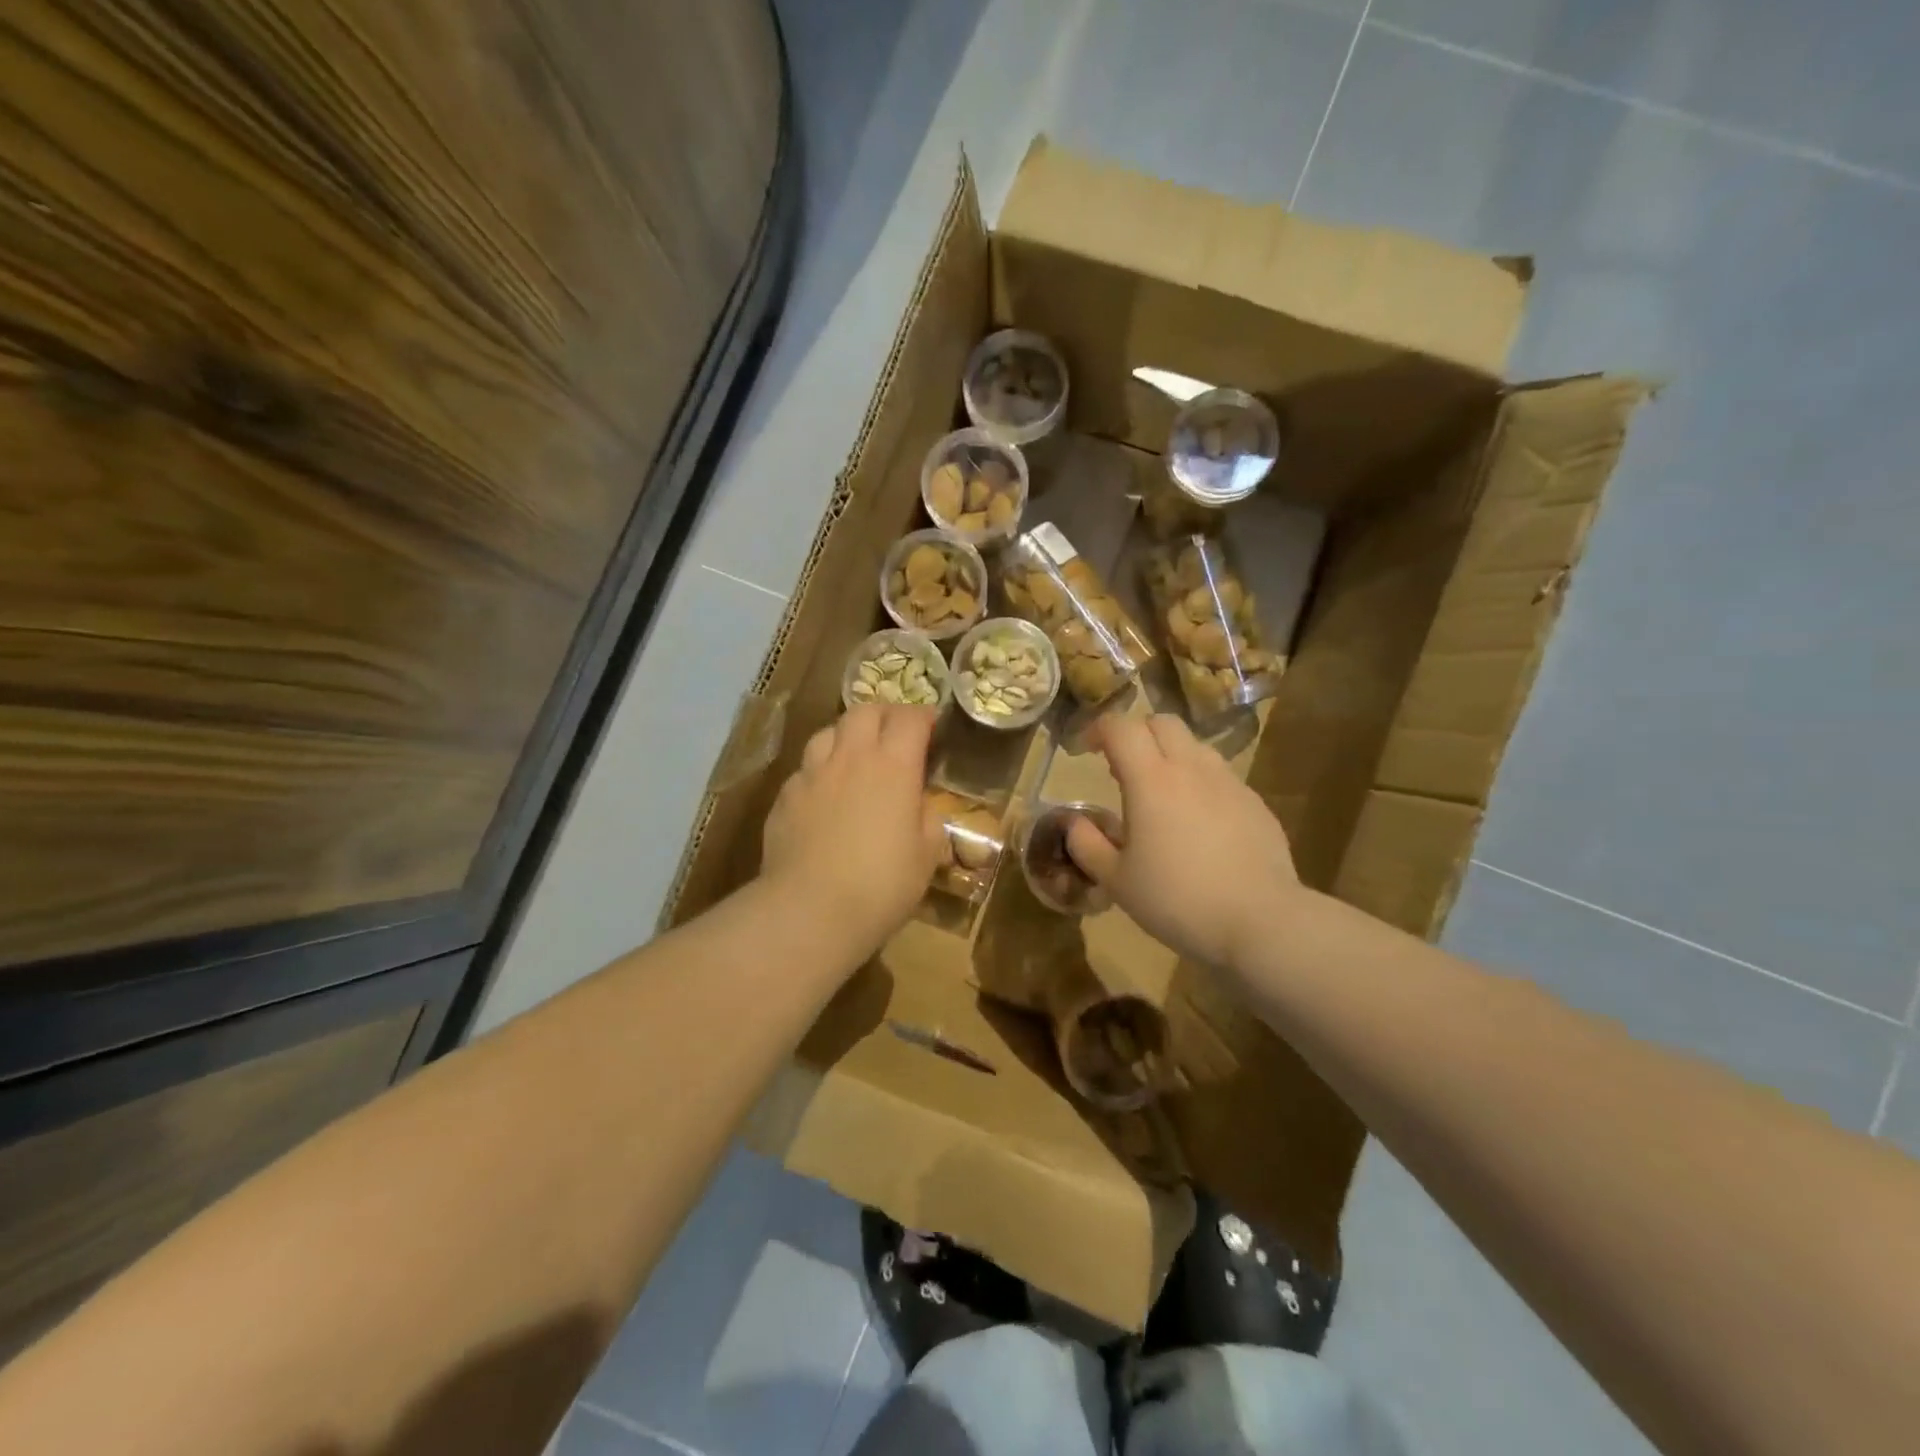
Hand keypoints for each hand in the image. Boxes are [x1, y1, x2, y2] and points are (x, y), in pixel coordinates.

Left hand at [760, 704, 943, 961]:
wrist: (810, 910)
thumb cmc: (882, 883)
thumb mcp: (926, 856)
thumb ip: (929, 822)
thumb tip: (922, 809)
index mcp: (893, 765)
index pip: (909, 718)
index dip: (923, 716)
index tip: (931, 727)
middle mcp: (851, 757)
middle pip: (864, 711)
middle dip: (883, 715)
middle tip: (894, 735)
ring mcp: (812, 774)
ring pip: (827, 732)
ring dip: (846, 736)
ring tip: (855, 758)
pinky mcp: (784, 797)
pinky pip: (804, 769)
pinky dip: (819, 772)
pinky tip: (824, 796)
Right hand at [1066, 714, 1303, 969]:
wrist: (1260, 922)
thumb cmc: (1177, 900)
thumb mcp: (1117, 881)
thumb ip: (1087, 845)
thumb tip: (1072, 822)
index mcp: (1151, 780)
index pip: (1120, 727)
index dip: (1098, 729)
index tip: (1084, 750)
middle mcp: (1191, 768)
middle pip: (1162, 722)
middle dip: (1136, 734)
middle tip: (1121, 767)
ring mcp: (1228, 782)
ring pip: (1195, 746)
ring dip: (1170, 755)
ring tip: (1160, 793)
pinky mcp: (1255, 802)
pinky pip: (1220, 775)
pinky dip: (1199, 782)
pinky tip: (1197, 821)